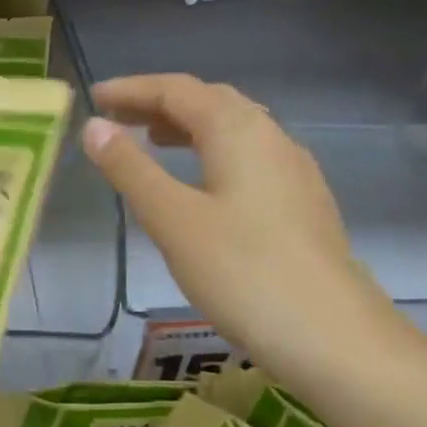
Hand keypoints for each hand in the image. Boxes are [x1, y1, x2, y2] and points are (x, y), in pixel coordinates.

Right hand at [82, 73, 396, 383]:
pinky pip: (248, 156)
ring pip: (233, 129)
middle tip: (115, 119)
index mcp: (238, 131)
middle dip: (159, 104)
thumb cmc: (242, 272)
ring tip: (150, 142)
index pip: (178, 90)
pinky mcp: (302, 203)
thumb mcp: (172, 219)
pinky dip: (211, 152)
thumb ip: (131, 169)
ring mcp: (293, 170)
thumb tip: (94, 126)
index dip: (132, 90)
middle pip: (209, 101)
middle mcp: (271, 138)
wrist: (333, 337)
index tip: (93, 98)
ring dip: (187, 127)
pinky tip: (199, 184)